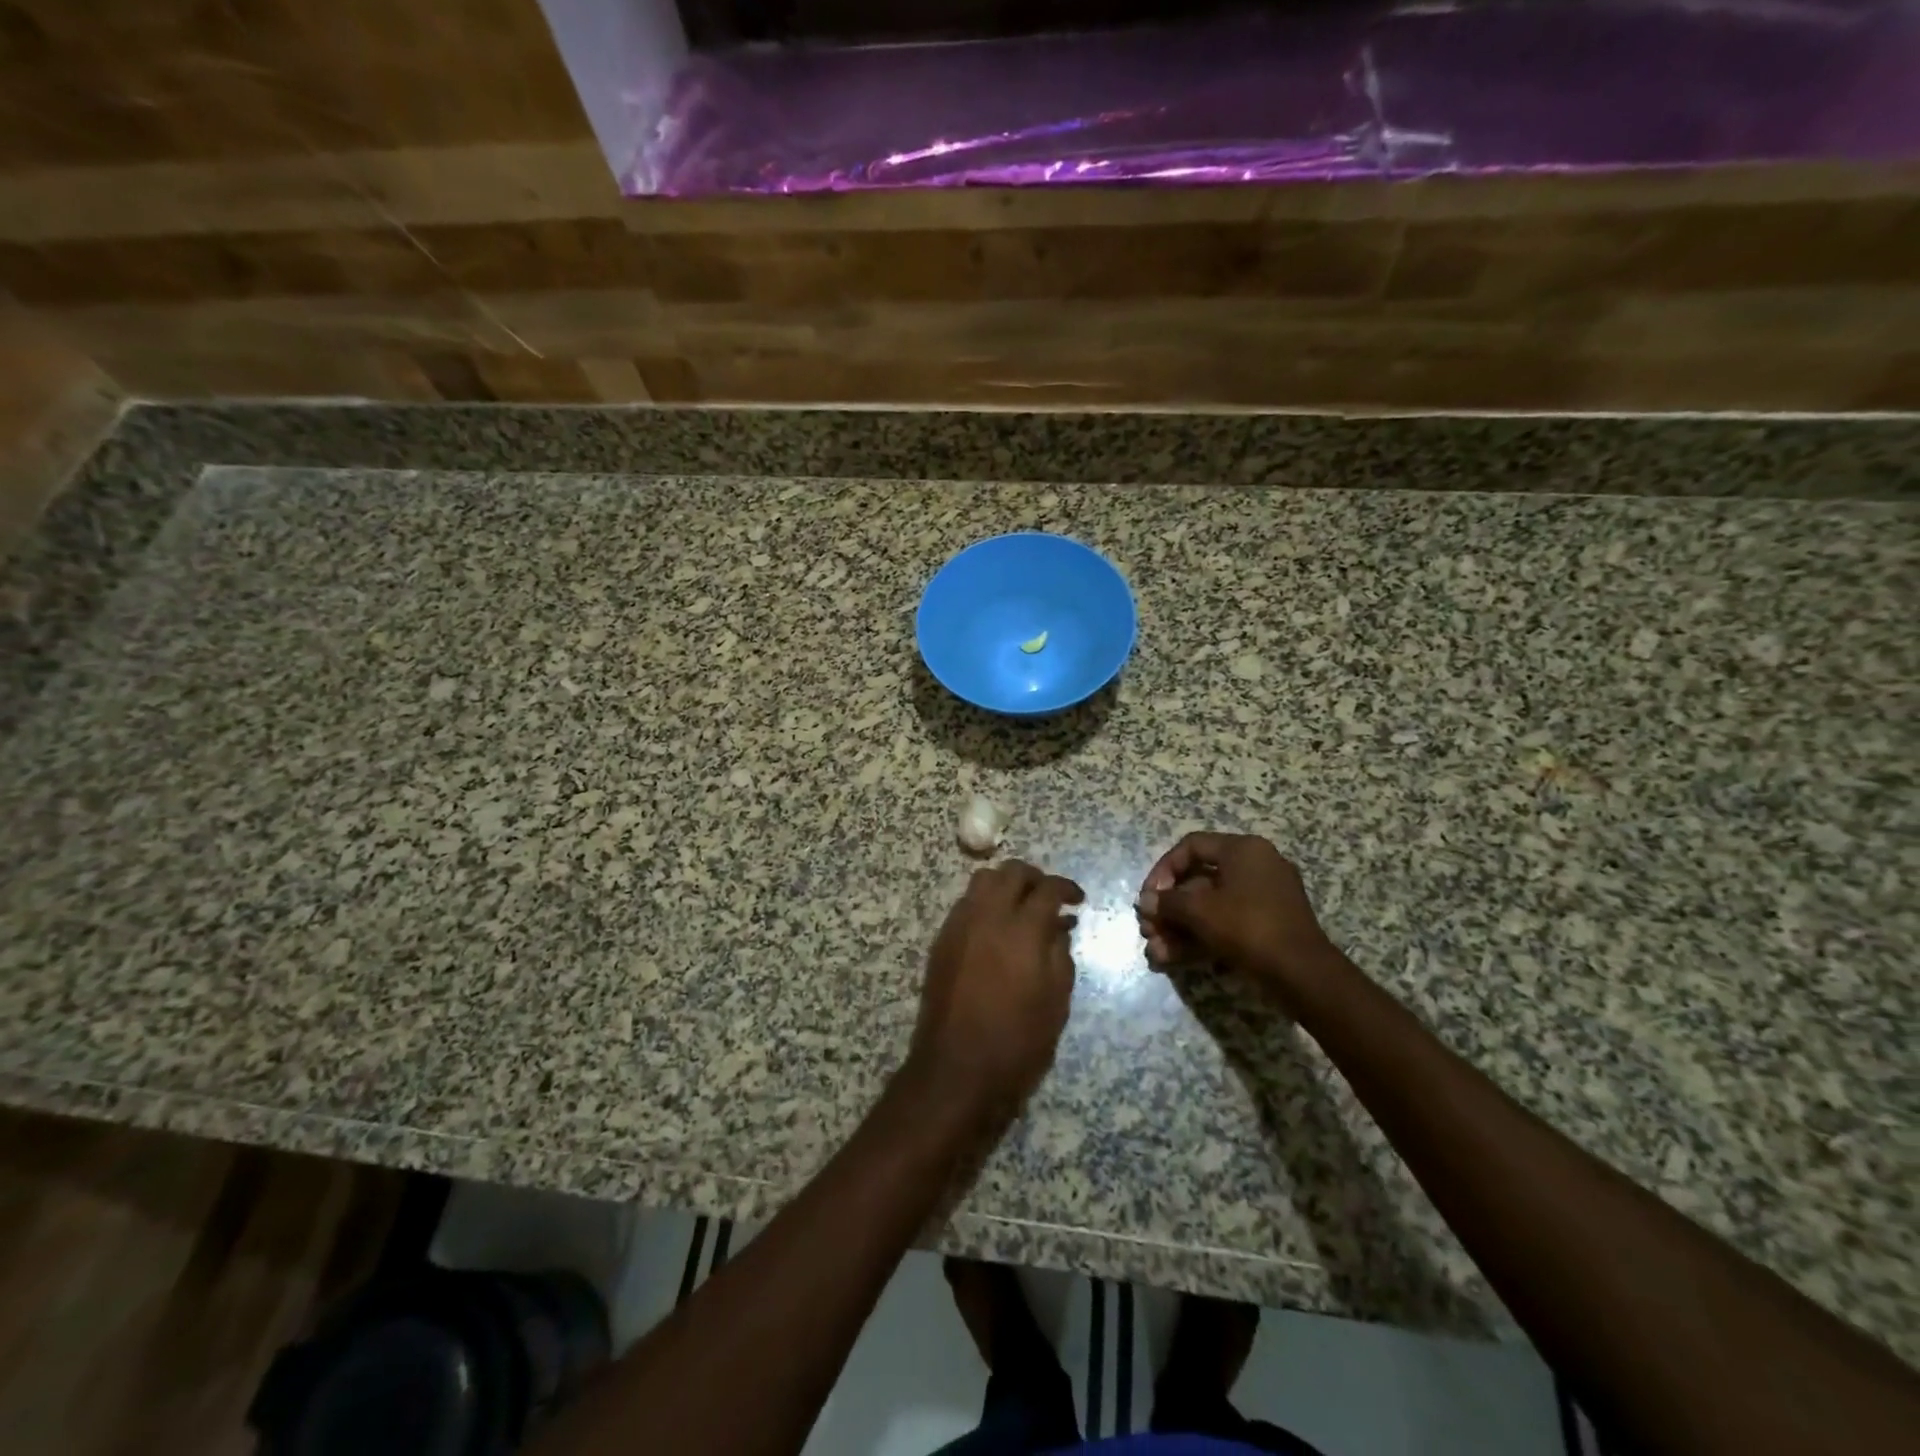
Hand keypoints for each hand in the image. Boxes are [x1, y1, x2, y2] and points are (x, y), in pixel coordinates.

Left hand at [908, 860, 1084, 1120]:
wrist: (957, 1068)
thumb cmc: (1018, 1042)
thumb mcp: (1056, 1002)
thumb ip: (1060, 955)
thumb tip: (1059, 928)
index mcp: (1022, 930)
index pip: (1047, 889)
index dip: (1067, 888)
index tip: (1078, 900)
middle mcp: (988, 916)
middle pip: (1011, 872)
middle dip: (1035, 878)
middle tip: (1050, 897)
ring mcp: (960, 925)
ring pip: (983, 880)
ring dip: (1006, 884)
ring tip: (1021, 907)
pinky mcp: (942, 940)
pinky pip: (966, 903)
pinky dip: (985, 902)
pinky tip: (996, 928)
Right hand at [1135, 833, 1343, 1006]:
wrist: (1303, 974)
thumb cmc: (1248, 927)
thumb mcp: (1200, 911)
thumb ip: (1167, 902)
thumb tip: (1144, 902)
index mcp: (1243, 850)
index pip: (1191, 847)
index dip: (1163, 869)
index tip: (1149, 896)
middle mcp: (1255, 867)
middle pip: (1198, 881)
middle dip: (1169, 909)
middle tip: (1148, 929)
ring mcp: (1264, 898)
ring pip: (1210, 908)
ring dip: (1179, 928)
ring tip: (1156, 951)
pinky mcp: (1267, 926)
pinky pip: (1226, 924)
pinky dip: (1200, 938)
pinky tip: (1172, 959)